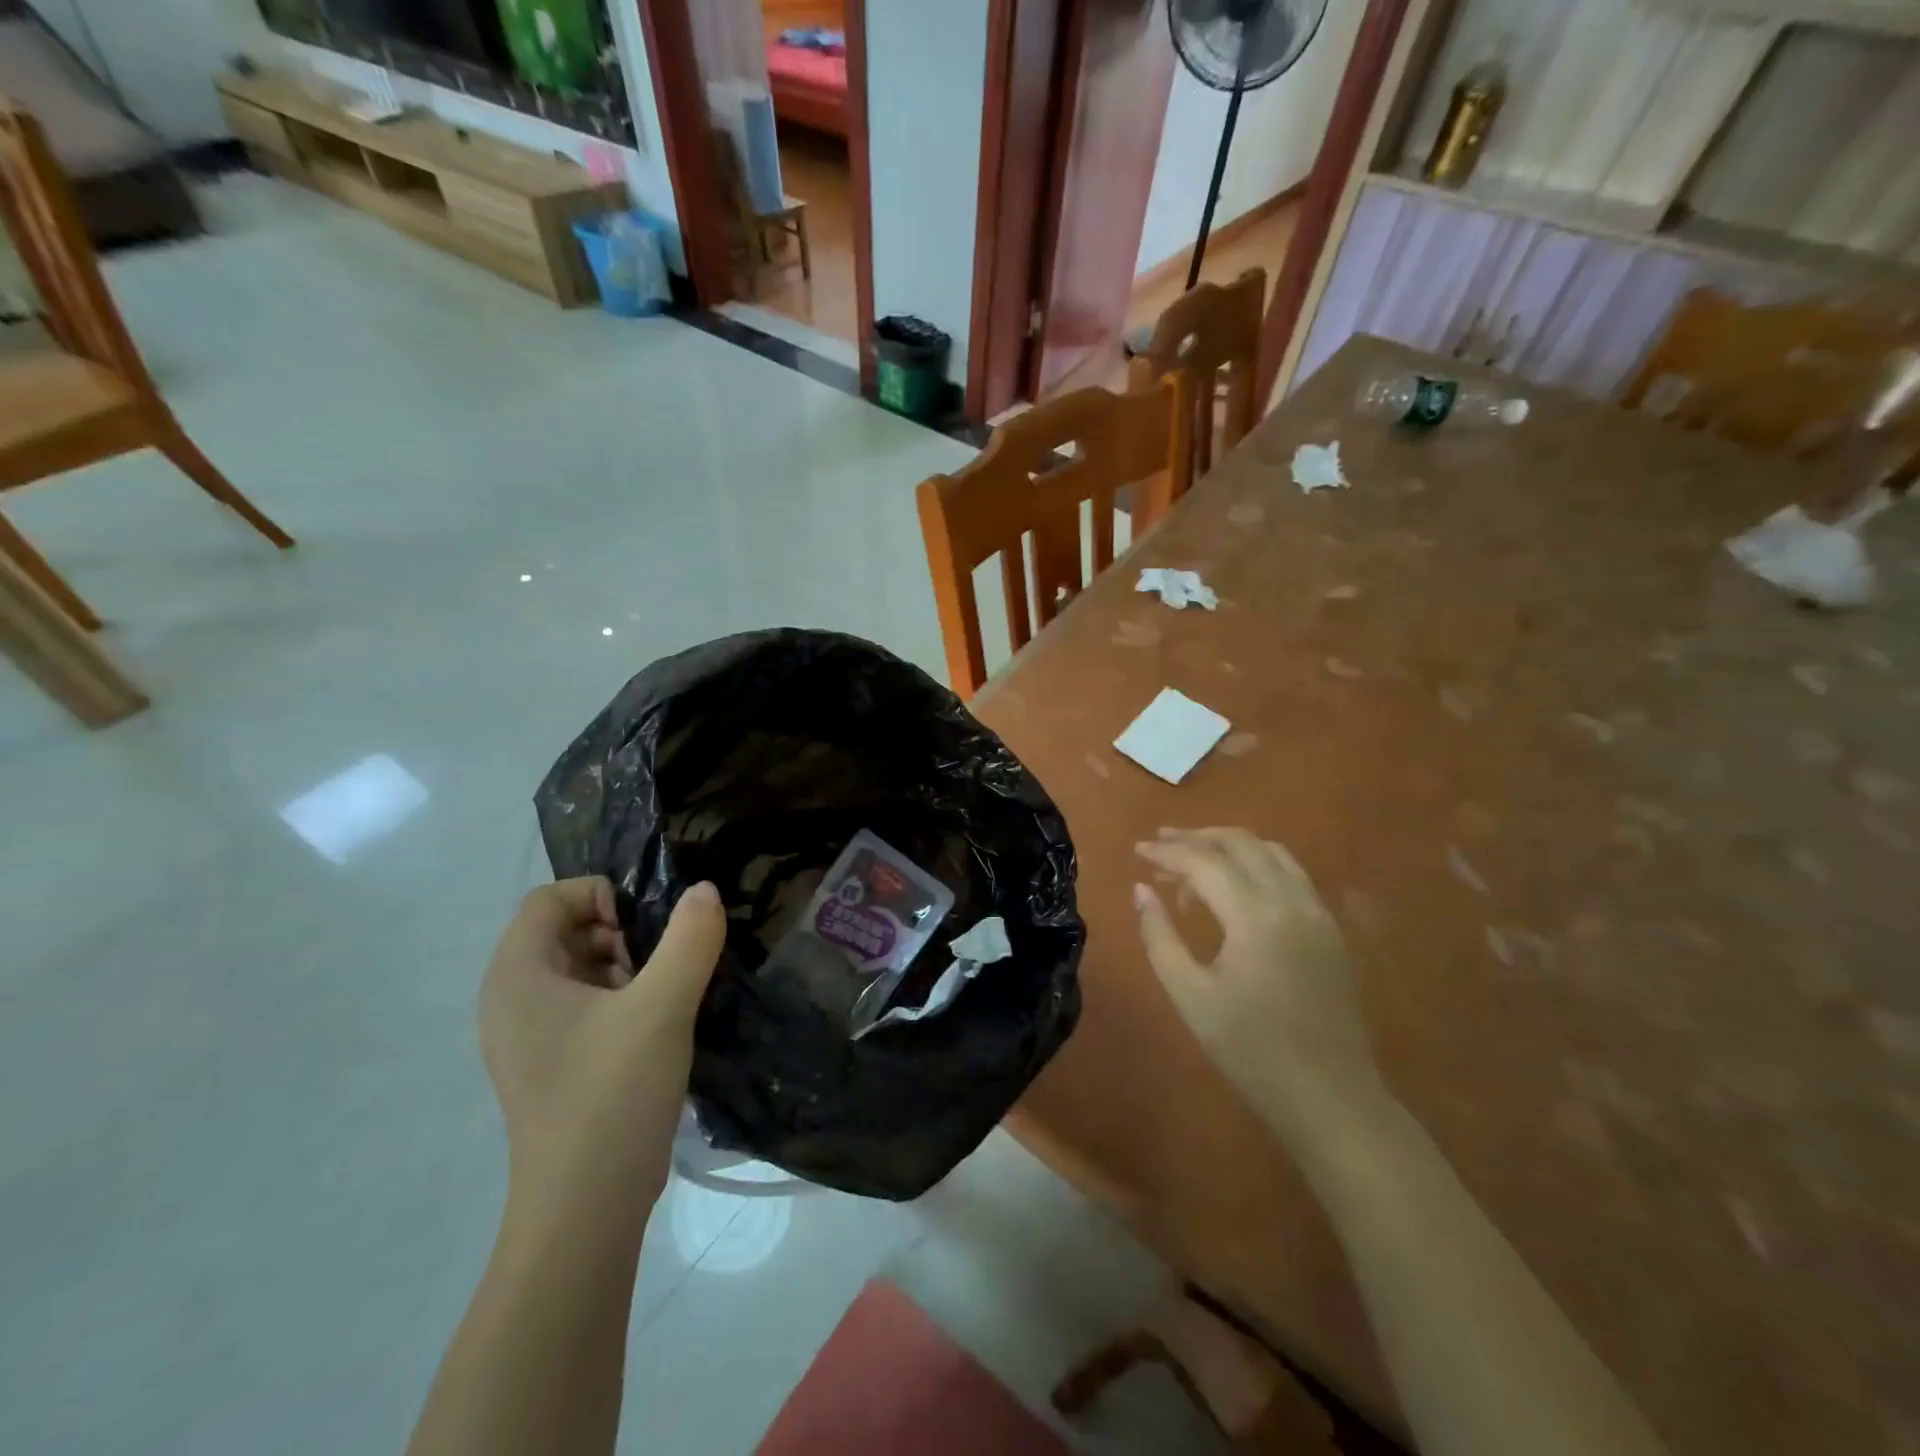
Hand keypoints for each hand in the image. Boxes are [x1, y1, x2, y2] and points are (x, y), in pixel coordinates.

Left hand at [479, 878, 725, 1227]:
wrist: (586, 1210)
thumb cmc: (611, 1095)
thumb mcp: (662, 1006)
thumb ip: (689, 939)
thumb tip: (704, 891)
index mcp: (517, 977)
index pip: (549, 899)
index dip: (601, 896)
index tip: (645, 929)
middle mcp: (511, 1000)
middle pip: (564, 930)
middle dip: (620, 933)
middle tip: (659, 965)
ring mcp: (530, 1036)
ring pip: (580, 968)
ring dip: (626, 966)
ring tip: (663, 996)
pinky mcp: (553, 1064)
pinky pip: (585, 1005)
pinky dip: (621, 998)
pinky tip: (657, 1025)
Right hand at [1134, 828, 1381, 1141]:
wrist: (1329, 1096)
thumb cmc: (1250, 1050)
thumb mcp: (1190, 995)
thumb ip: (1160, 936)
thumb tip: (1142, 890)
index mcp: (1255, 917)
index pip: (1204, 862)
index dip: (1166, 852)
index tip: (1137, 851)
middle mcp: (1290, 901)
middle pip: (1240, 843)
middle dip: (1196, 837)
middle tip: (1160, 844)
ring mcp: (1317, 912)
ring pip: (1270, 851)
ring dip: (1229, 846)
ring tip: (1194, 861)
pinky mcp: (1329, 928)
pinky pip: (1291, 873)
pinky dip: (1257, 863)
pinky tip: (1236, 886)